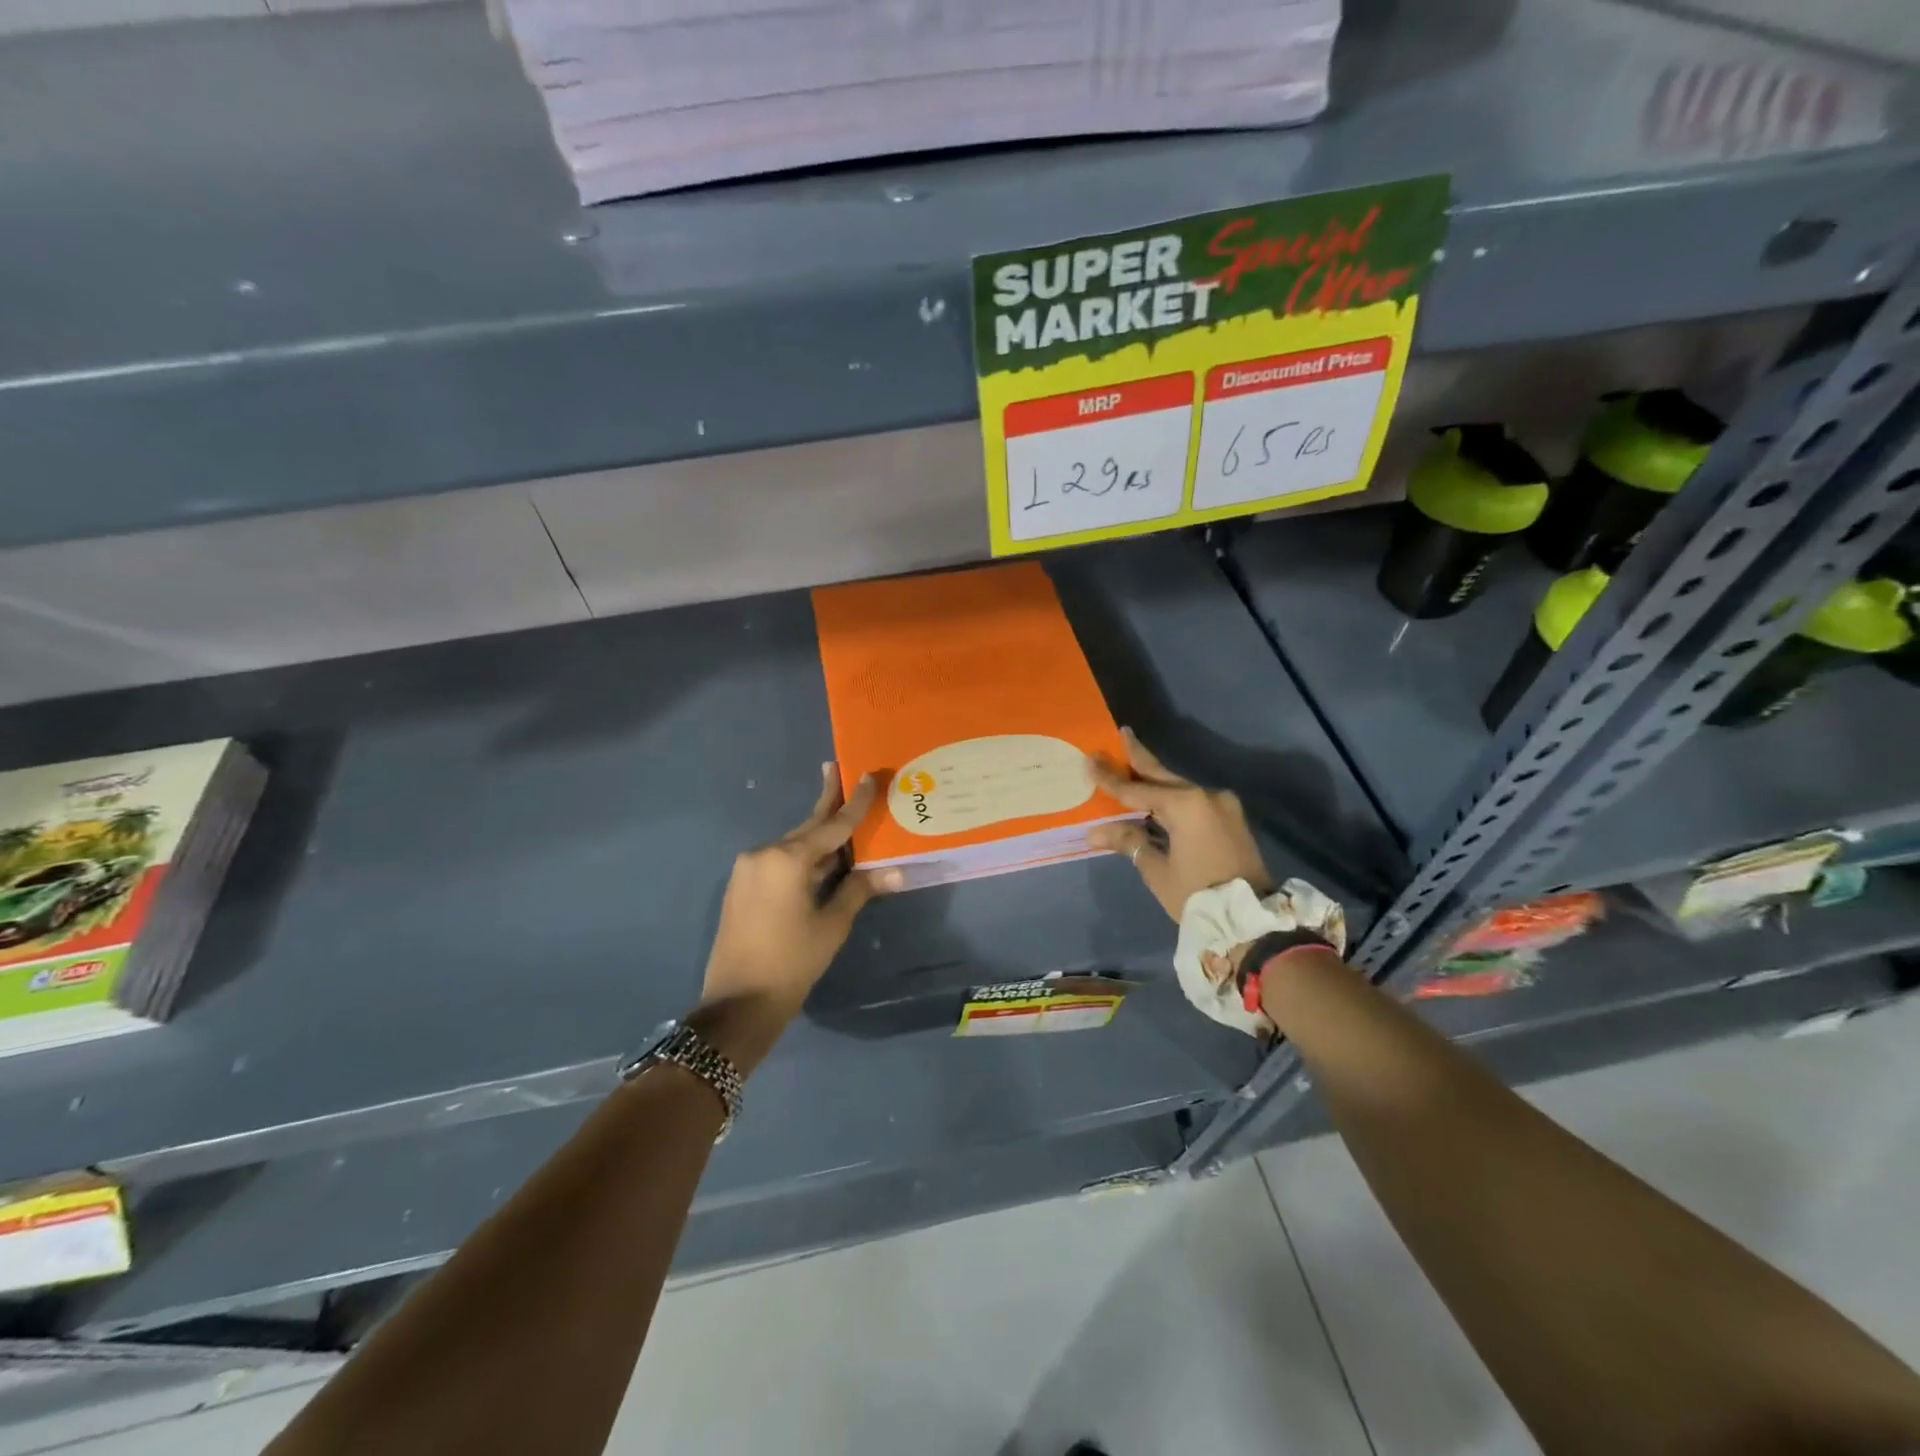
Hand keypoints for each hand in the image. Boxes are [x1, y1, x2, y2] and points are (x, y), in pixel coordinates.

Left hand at [696, 765, 901, 1070]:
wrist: (738, 1003)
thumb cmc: (792, 962)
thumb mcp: (832, 924)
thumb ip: (860, 888)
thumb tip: (897, 870)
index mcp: (788, 859)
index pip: (831, 825)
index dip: (854, 803)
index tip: (866, 775)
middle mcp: (764, 854)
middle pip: (807, 827)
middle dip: (828, 804)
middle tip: (839, 771)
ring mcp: (748, 869)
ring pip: (793, 844)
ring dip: (817, 835)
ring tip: (840, 816)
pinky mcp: (742, 885)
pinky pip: (779, 860)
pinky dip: (802, 855)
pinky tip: (819, 857)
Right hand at [1087, 729, 1270, 922]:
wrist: (1251, 921)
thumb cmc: (1198, 894)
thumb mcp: (1157, 870)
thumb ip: (1129, 841)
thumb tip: (1096, 831)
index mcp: (1185, 804)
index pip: (1137, 790)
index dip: (1111, 778)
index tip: (1090, 759)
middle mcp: (1206, 796)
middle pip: (1163, 776)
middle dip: (1140, 758)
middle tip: (1123, 735)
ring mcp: (1223, 806)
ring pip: (1179, 788)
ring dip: (1155, 781)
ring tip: (1132, 765)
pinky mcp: (1231, 819)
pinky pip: (1193, 801)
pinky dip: (1172, 798)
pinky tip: (1155, 796)